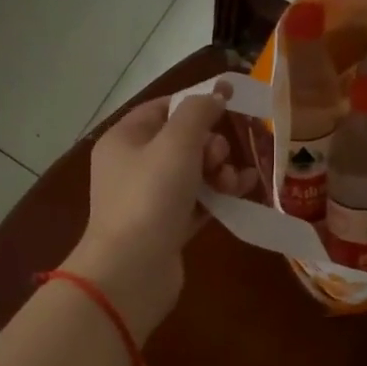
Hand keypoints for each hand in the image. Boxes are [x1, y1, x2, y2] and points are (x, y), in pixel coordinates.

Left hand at [61, 84, 255, 339]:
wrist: (132, 270)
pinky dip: (218, 195)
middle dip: (210, 144)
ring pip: (192, 172)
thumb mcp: (176, 143)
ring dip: (218, 171)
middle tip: (217, 160)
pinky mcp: (165, 227)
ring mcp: (148, 199)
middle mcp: (132, 166)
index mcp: (124, 139)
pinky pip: (197, 201)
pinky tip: (242, 192)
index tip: (231, 101)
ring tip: (233, 182)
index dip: (196, 102)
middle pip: (181, 141)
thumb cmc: (150, 197)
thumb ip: (198, 112)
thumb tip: (215, 95)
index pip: (162, 107)